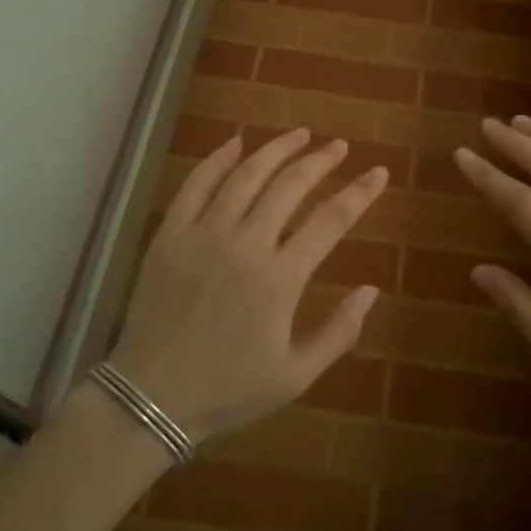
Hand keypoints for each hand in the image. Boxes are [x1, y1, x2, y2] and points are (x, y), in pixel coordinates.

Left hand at [107, 129, 390, 445]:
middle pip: (290, 186)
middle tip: (338, 146)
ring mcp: (204, 234)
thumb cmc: (229, 390)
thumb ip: (339, 332)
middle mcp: (246, 245)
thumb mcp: (296, 376)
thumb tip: (372, 291)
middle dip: (320, 161)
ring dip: (276, 150)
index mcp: (280, 279)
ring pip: (246, 176)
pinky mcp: (171, 234)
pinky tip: (235, 143)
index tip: (378, 172)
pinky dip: (218, 159)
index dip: (359, 193)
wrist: (151, 396)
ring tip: (299, 134)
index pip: (331, 221)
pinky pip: (196, 184)